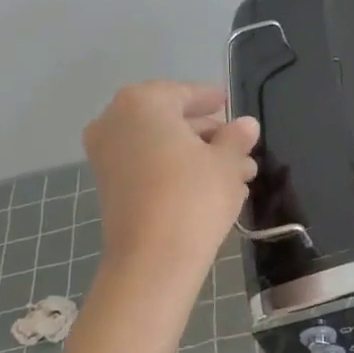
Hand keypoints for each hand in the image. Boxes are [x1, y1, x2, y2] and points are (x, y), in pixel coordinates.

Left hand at [82, 83, 259, 278]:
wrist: (153, 259)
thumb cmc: (193, 195)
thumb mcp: (227, 161)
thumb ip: (237, 137)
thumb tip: (246, 125)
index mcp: (143, 103)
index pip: (185, 93)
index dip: (211, 100)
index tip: (229, 105)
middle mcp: (116, 121)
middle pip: (171, 121)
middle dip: (209, 136)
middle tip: (242, 149)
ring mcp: (107, 156)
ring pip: (162, 147)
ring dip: (198, 157)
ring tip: (239, 175)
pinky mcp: (110, 187)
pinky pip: (149, 168)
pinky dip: (177, 172)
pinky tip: (214, 189)